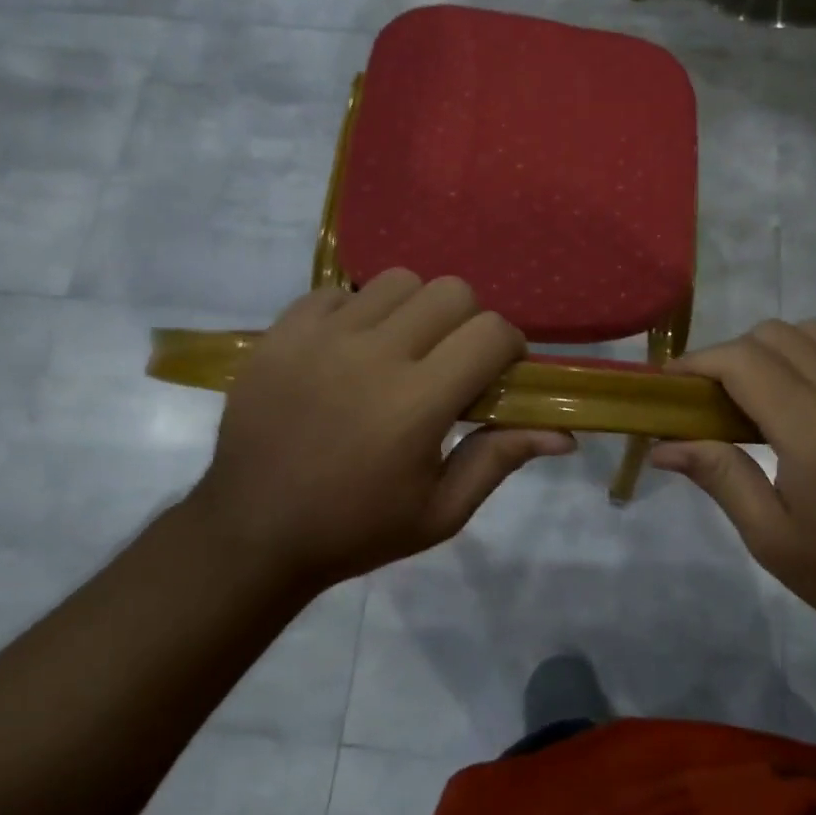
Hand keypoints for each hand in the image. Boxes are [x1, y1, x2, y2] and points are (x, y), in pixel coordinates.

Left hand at [185, 270, 572, 595]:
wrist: (252, 533)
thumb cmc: (356, 529)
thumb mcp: (440, 512)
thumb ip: (500, 459)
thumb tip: (563, 434)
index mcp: (417, 403)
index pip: (492, 332)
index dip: (508, 348)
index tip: (497, 374)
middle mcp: (373, 355)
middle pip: (451, 291)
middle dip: (467, 322)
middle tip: (449, 361)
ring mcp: (322, 337)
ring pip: (398, 281)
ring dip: (414, 311)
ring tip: (398, 350)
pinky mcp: (282, 332)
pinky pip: (339, 291)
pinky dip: (356, 313)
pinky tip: (348, 351)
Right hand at [651, 320, 815, 656]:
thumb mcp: (774, 539)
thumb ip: (719, 476)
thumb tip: (663, 444)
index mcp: (812, 425)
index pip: (741, 360)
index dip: (697, 363)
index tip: (669, 385)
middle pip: (775, 334)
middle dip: (730, 355)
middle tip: (710, 400)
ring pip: (815, 334)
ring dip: (774, 350)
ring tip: (757, 397)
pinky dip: (814, 361)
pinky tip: (808, 407)